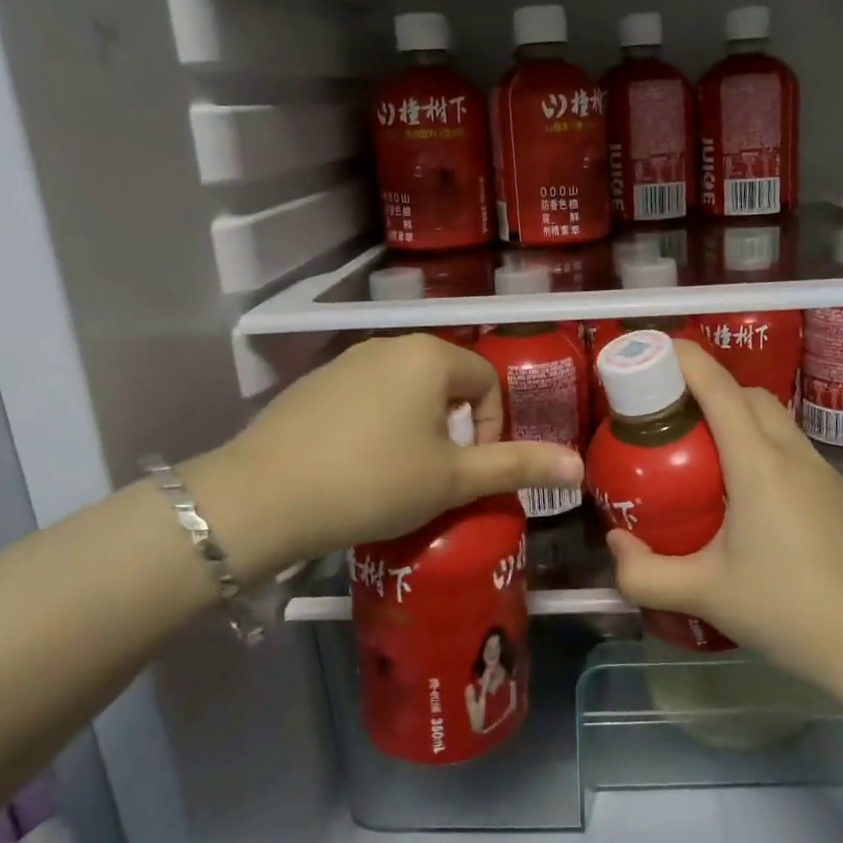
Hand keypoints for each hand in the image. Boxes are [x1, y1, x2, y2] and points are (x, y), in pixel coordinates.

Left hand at [189, 334, 583, 577]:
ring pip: (405, 390)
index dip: (492, 428)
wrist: (264, 496)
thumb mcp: (453, 479)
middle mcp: (390, 346)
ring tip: (400, 475)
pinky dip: (376, 426)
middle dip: (454, 428)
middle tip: (439, 475)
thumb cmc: (374, 481)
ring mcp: (346, 362)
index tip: (471, 470)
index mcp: (430, 357)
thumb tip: (579, 465)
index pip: (487, 382)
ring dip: (417, 428)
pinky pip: (365, 398)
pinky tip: (356, 466)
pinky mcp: (312, 384)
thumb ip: (516, 467)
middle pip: (446, 383)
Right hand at [607, 340, 842, 688]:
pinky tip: (752, 501)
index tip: (655, 349)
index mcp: (758, 464)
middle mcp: (794, 454)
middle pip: (750, 395)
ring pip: (777, 422)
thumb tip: (615, 544)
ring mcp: (826, 473)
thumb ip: (645, 573)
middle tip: (674, 415)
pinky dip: (766, 451)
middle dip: (710, 387)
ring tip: (707, 456)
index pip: (719, 388)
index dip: (686, 359)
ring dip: (741, 419)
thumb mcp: (704, 594)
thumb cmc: (786, 610)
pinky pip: (796, 453)